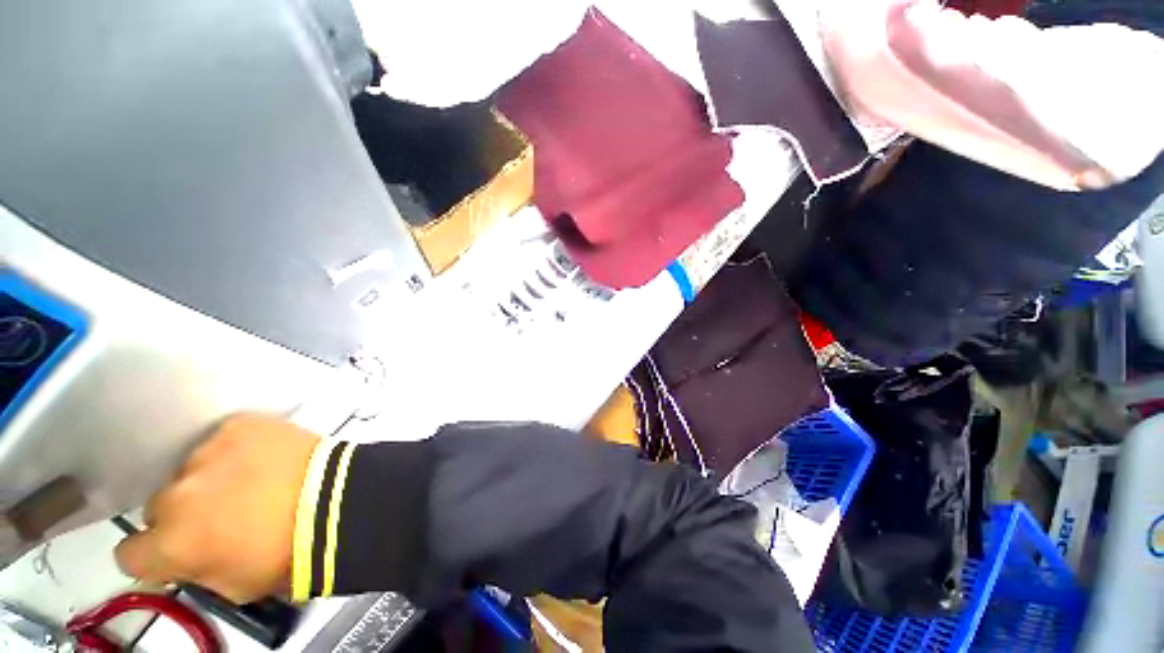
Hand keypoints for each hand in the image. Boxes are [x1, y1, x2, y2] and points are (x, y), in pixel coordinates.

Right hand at [115, 414, 319, 602]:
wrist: (337, 500)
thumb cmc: (288, 554)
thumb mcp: (233, 586)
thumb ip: (196, 571)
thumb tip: (185, 558)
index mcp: (170, 543)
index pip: (129, 553)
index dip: (153, 556)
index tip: (174, 551)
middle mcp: (176, 494)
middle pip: (161, 505)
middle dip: (184, 513)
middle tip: (224, 513)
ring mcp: (206, 453)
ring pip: (190, 469)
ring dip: (210, 478)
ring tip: (252, 481)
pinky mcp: (240, 425)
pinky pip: (224, 438)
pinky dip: (237, 448)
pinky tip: (264, 457)